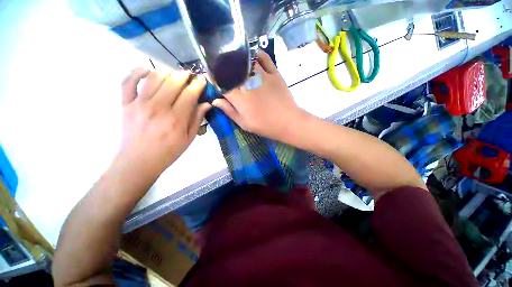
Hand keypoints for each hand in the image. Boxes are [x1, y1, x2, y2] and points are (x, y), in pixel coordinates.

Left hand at [117, 68, 210, 175]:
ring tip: (173, 75)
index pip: (189, 94)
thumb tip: (206, 104)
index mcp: (176, 119)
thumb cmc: (168, 151)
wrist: (139, 161)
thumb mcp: (189, 138)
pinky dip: (137, 72)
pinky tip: (147, 71)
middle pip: (173, 82)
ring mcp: (139, 104)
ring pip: (154, 77)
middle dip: (184, 76)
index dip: (197, 84)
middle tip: (189, 76)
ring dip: (167, 72)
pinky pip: (128, 81)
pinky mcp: (125, 104)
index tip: (202, 80)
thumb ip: (197, 119)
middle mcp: (158, 108)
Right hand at [212, 51, 306, 140]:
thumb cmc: (264, 125)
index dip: (214, 79)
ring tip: (236, 63)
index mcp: (238, 96)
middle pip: (231, 69)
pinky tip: (253, 57)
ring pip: (246, 61)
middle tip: (223, 71)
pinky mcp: (274, 73)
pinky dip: (257, 54)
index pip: (221, 83)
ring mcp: (262, 75)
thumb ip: (229, 111)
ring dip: (238, 60)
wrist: (287, 122)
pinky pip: (264, 58)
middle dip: (224, 69)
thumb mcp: (244, 123)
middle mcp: (247, 82)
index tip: (212, 78)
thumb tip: (215, 101)